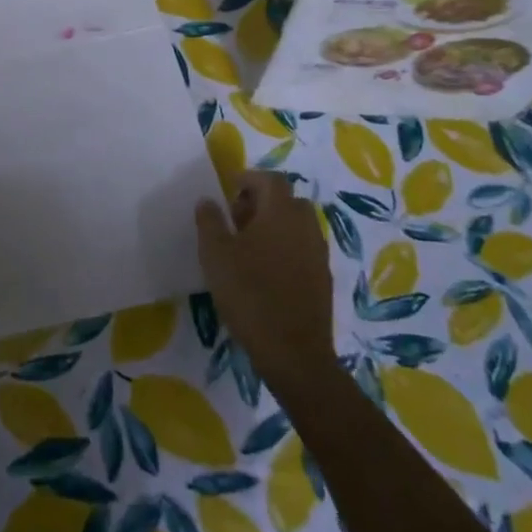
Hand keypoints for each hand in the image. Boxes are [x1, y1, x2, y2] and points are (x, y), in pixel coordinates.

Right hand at [195, 170, 336, 392]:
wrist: (293, 353)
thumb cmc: (249, 294)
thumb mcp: (215, 254)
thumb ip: (209, 221)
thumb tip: (208, 200)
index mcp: (281, 212)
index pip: (270, 179)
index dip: (249, 179)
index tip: (229, 191)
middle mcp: (306, 226)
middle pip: (286, 200)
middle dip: (262, 202)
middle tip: (236, 220)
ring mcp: (319, 254)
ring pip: (297, 226)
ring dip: (274, 226)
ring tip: (248, 248)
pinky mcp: (323, 279)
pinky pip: (303, 249)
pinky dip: (285, 249)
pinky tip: (265, 273)